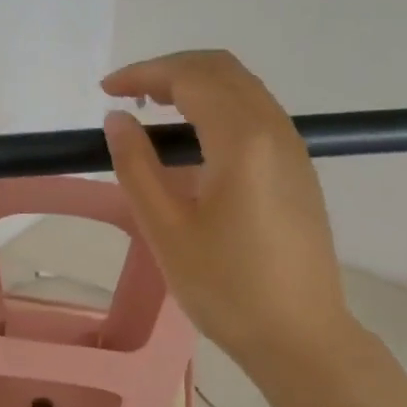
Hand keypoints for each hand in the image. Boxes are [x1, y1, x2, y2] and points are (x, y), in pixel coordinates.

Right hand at [101, 50, 356, 377]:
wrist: (300, 335)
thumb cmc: (226, 287)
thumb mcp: (166, 230)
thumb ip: (136, 167)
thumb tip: (117, 120)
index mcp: (242, 140)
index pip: (190, 78)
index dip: (144, 74)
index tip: (106, 90)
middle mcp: (275, 130)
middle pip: (222, 70)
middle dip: (170, 71)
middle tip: (128, 95)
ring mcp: (293, 148)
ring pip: (243, 89)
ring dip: (196, 87)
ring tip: (153, 112)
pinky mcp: (298, 170)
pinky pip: (256, 116)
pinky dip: (218, 109)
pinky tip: (193, 144)